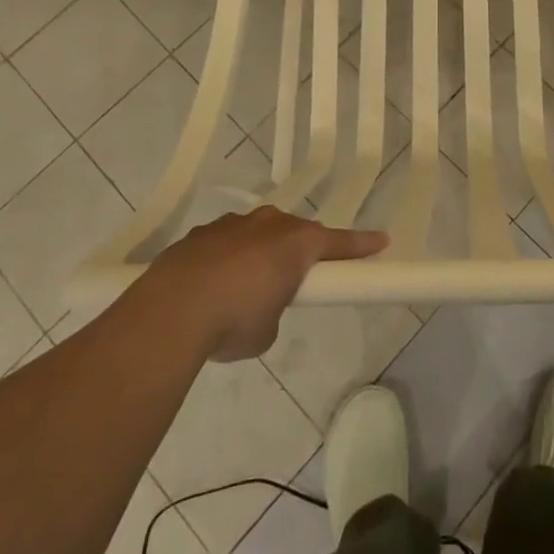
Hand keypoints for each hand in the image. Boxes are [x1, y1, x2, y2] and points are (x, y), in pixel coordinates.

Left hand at [143, 207, 388, 360]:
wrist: (171, 311)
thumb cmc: (235, 321)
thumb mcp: (267, 330)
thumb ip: (274, 311)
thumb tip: (258, 306)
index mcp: (296, 243)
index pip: (339, 243)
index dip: (362, 246)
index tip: (382, 242)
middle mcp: (268, 224)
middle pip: (294, 234)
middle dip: (297, 254)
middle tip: (294, 281)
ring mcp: (231, 225)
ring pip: (256, 235)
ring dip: (257, 255)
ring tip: (242, 291)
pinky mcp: (200, 234)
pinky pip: (224, 244)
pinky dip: (225, 261)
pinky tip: (209, 289)